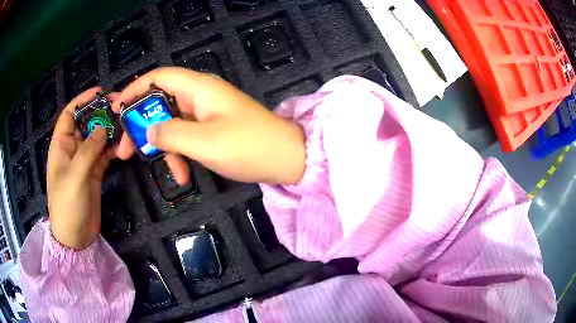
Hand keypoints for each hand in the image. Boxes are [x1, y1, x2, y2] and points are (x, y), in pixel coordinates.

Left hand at [47, 88, 115, 249]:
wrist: (76, 237)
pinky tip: (123, 149)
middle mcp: (72, 149)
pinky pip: (104, 154)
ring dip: (110, 132)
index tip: (100, 92)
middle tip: (121, 108)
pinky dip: (113, 150)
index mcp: (60, 146)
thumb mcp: (74, 178)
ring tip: (126, 129)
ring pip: (97, 138)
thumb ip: (87, 151)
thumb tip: (101, 128)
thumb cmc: (67, 206)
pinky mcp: (94, 172)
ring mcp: (84, 161)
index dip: (82, 101)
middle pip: (86, 123)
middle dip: (101, 114)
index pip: (69, 115)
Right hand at [113, 67, 305, 184]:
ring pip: (172, 125)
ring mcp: (206, 114)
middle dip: (141, 127)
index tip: (116, 109)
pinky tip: (183, 177)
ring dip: (163, 148)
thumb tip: (148, 131)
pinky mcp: (211, 130)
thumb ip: (170, 134)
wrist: (287, 159)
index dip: (135, 90)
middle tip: (124, 151)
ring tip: (167, 173)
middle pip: (160, 103)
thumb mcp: (204, 142)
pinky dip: (181, 155)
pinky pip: (187, 138)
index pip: (158, 78)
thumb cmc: (248, 146)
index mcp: (198, 88)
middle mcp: (200, 96)